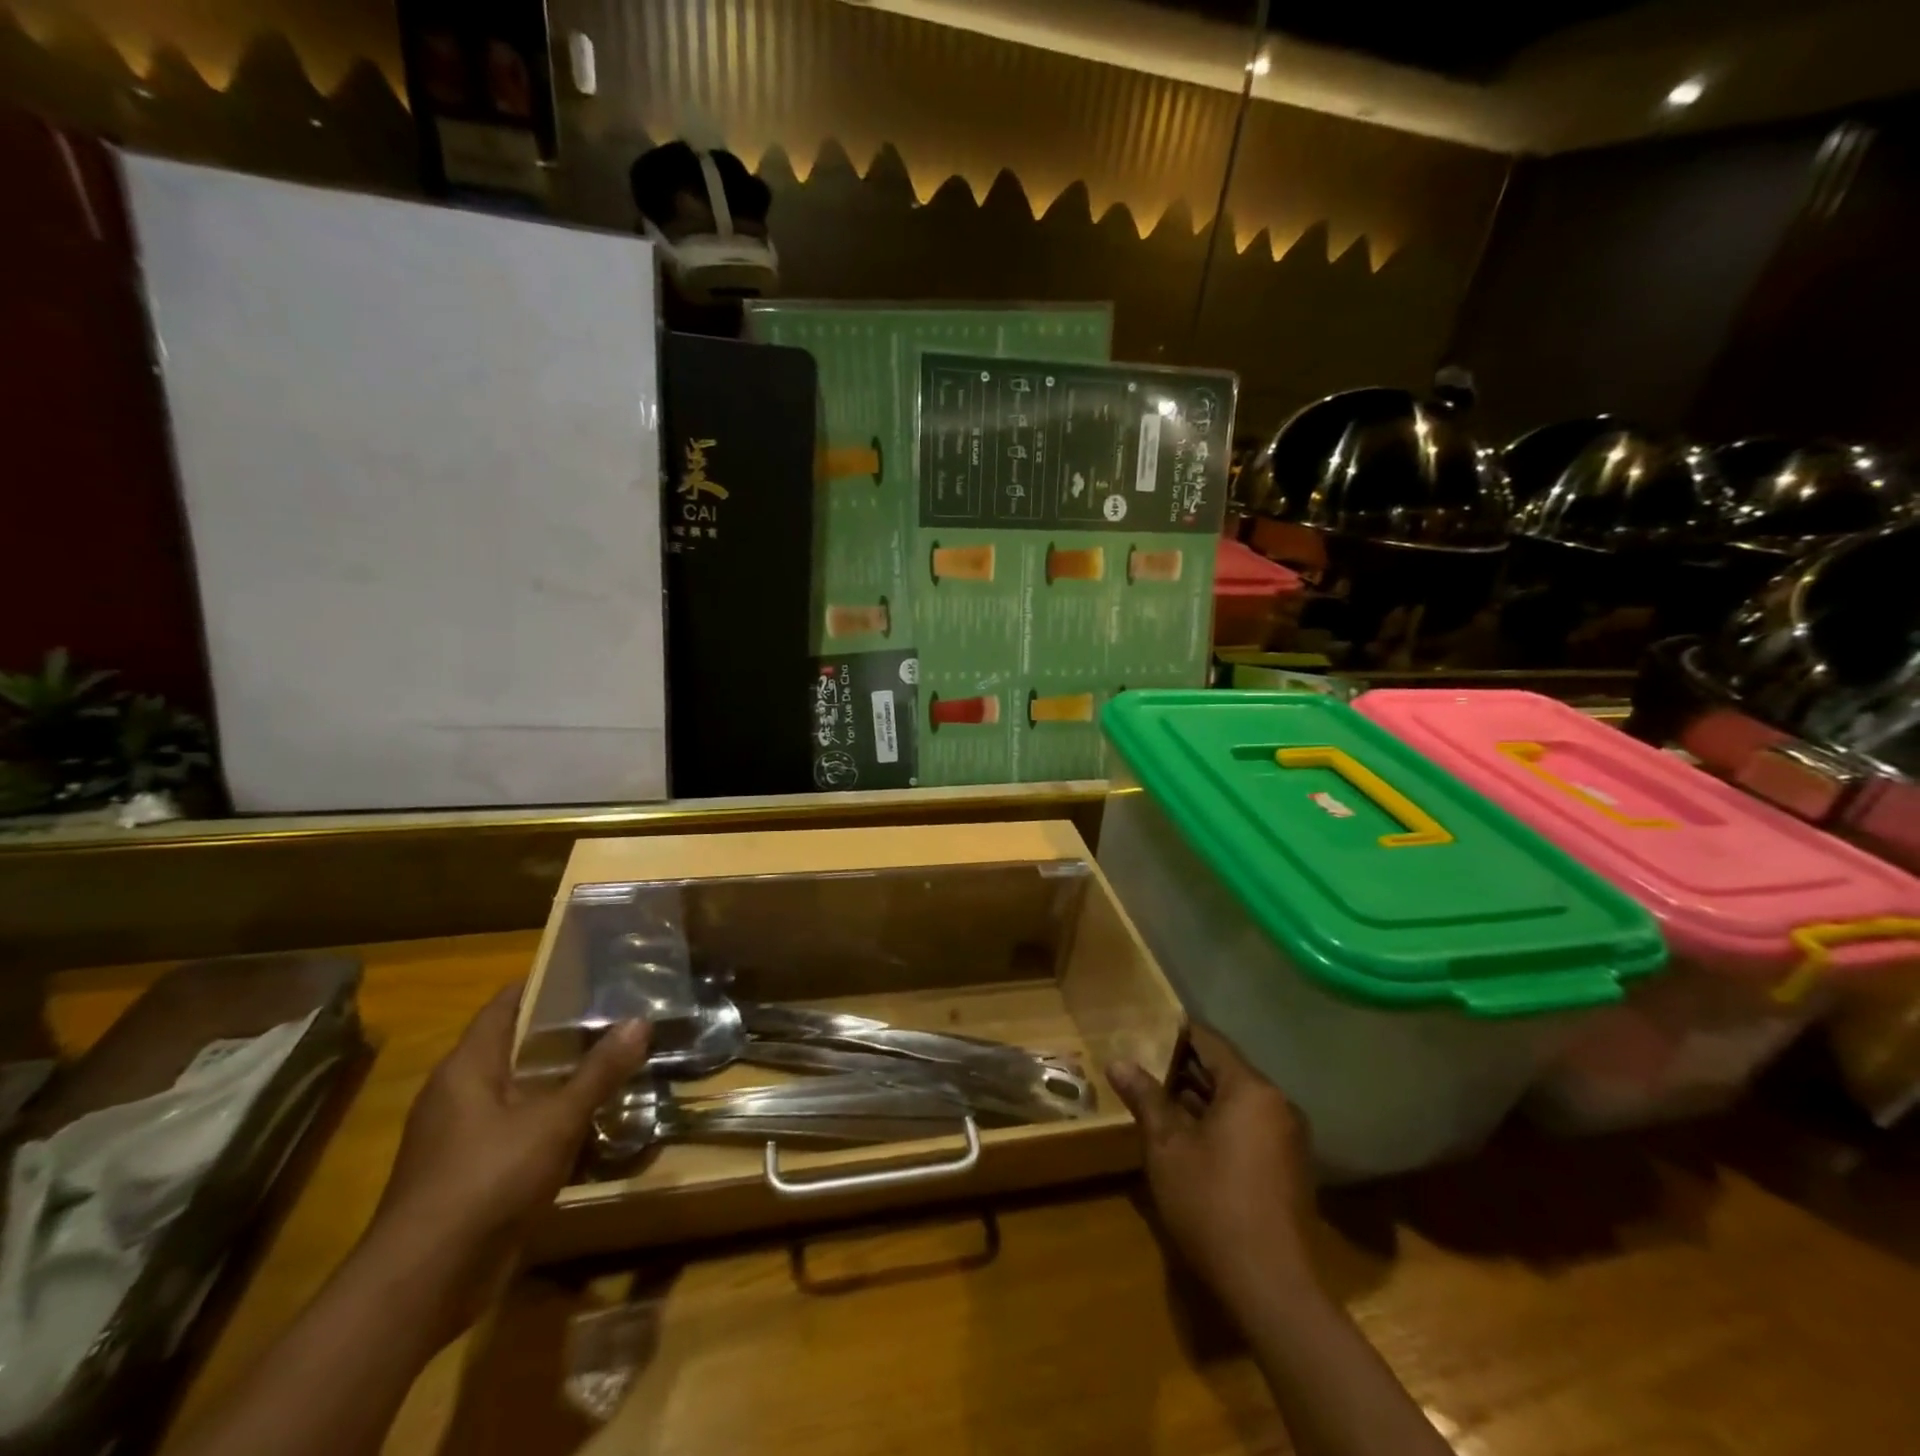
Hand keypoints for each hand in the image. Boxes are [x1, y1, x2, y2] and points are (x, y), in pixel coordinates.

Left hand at [364, 983, 649, 1318]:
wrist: (423, 1283)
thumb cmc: (485, 1180)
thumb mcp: (555, 1121)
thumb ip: (599, 1072)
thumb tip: (640, 1021)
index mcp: (466, 1067)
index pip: (506, 1004)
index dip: (545, 984)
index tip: (591, 972)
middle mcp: (458, 1093)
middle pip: (515, 1045)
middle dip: (564, 1031)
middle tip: (618, 1014)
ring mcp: (461, 1136)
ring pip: (520, 1089)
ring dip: (561, 1078)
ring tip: (614, 1059)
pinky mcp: (471, 1172)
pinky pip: (518, 1127)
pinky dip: (551, 1117)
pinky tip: (590, 1119)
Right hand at [1108, 1025, 1314, 1305]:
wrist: (1272, 1289)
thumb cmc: (1213, 1203)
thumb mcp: (1167, 1146)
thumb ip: (1145, 1098)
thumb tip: (1118, 1062)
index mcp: (1252, 1090)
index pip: (1210, 1042)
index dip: (1176, 1033)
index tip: (1145, 1027)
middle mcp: (1278, 1106)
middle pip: (1225, 1071)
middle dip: (1184, 1067)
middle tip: (1143, 1063)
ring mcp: (1288, 1140)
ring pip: (1236, 1102)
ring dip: (1199, 1098)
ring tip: (1157, 1098)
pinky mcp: (1288, 1171)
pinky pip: (1249, 1128)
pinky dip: (1218, 1124)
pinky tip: (1187, 1138)